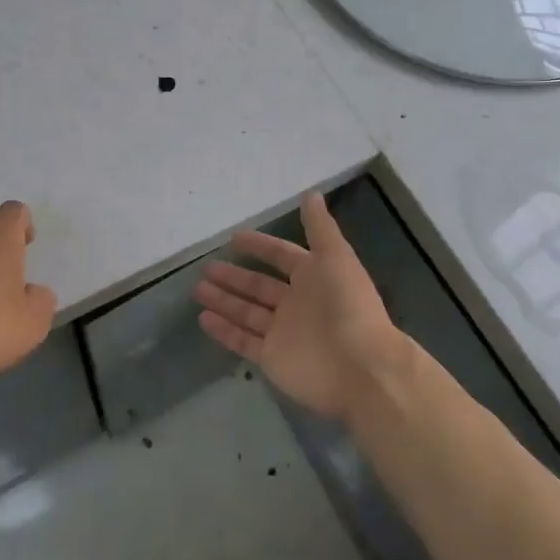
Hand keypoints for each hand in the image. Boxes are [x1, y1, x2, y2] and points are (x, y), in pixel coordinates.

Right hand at [193, 190, 413, 422]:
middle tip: (206, 268)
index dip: (259, 246)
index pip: (282, 256)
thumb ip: (319, 227)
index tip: (234, 239)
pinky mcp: (272, 358)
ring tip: (198, 290)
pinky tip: (203, 318)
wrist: (361, 366)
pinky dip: (224, 330)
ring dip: (224, 301)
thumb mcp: (336, 257)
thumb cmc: (348, 305)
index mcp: (314, 277)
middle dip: (234, 277)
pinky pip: (243, 340)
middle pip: (259, 286)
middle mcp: (297, 304)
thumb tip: (311, 193)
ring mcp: (283, 333)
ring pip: (247, 312)